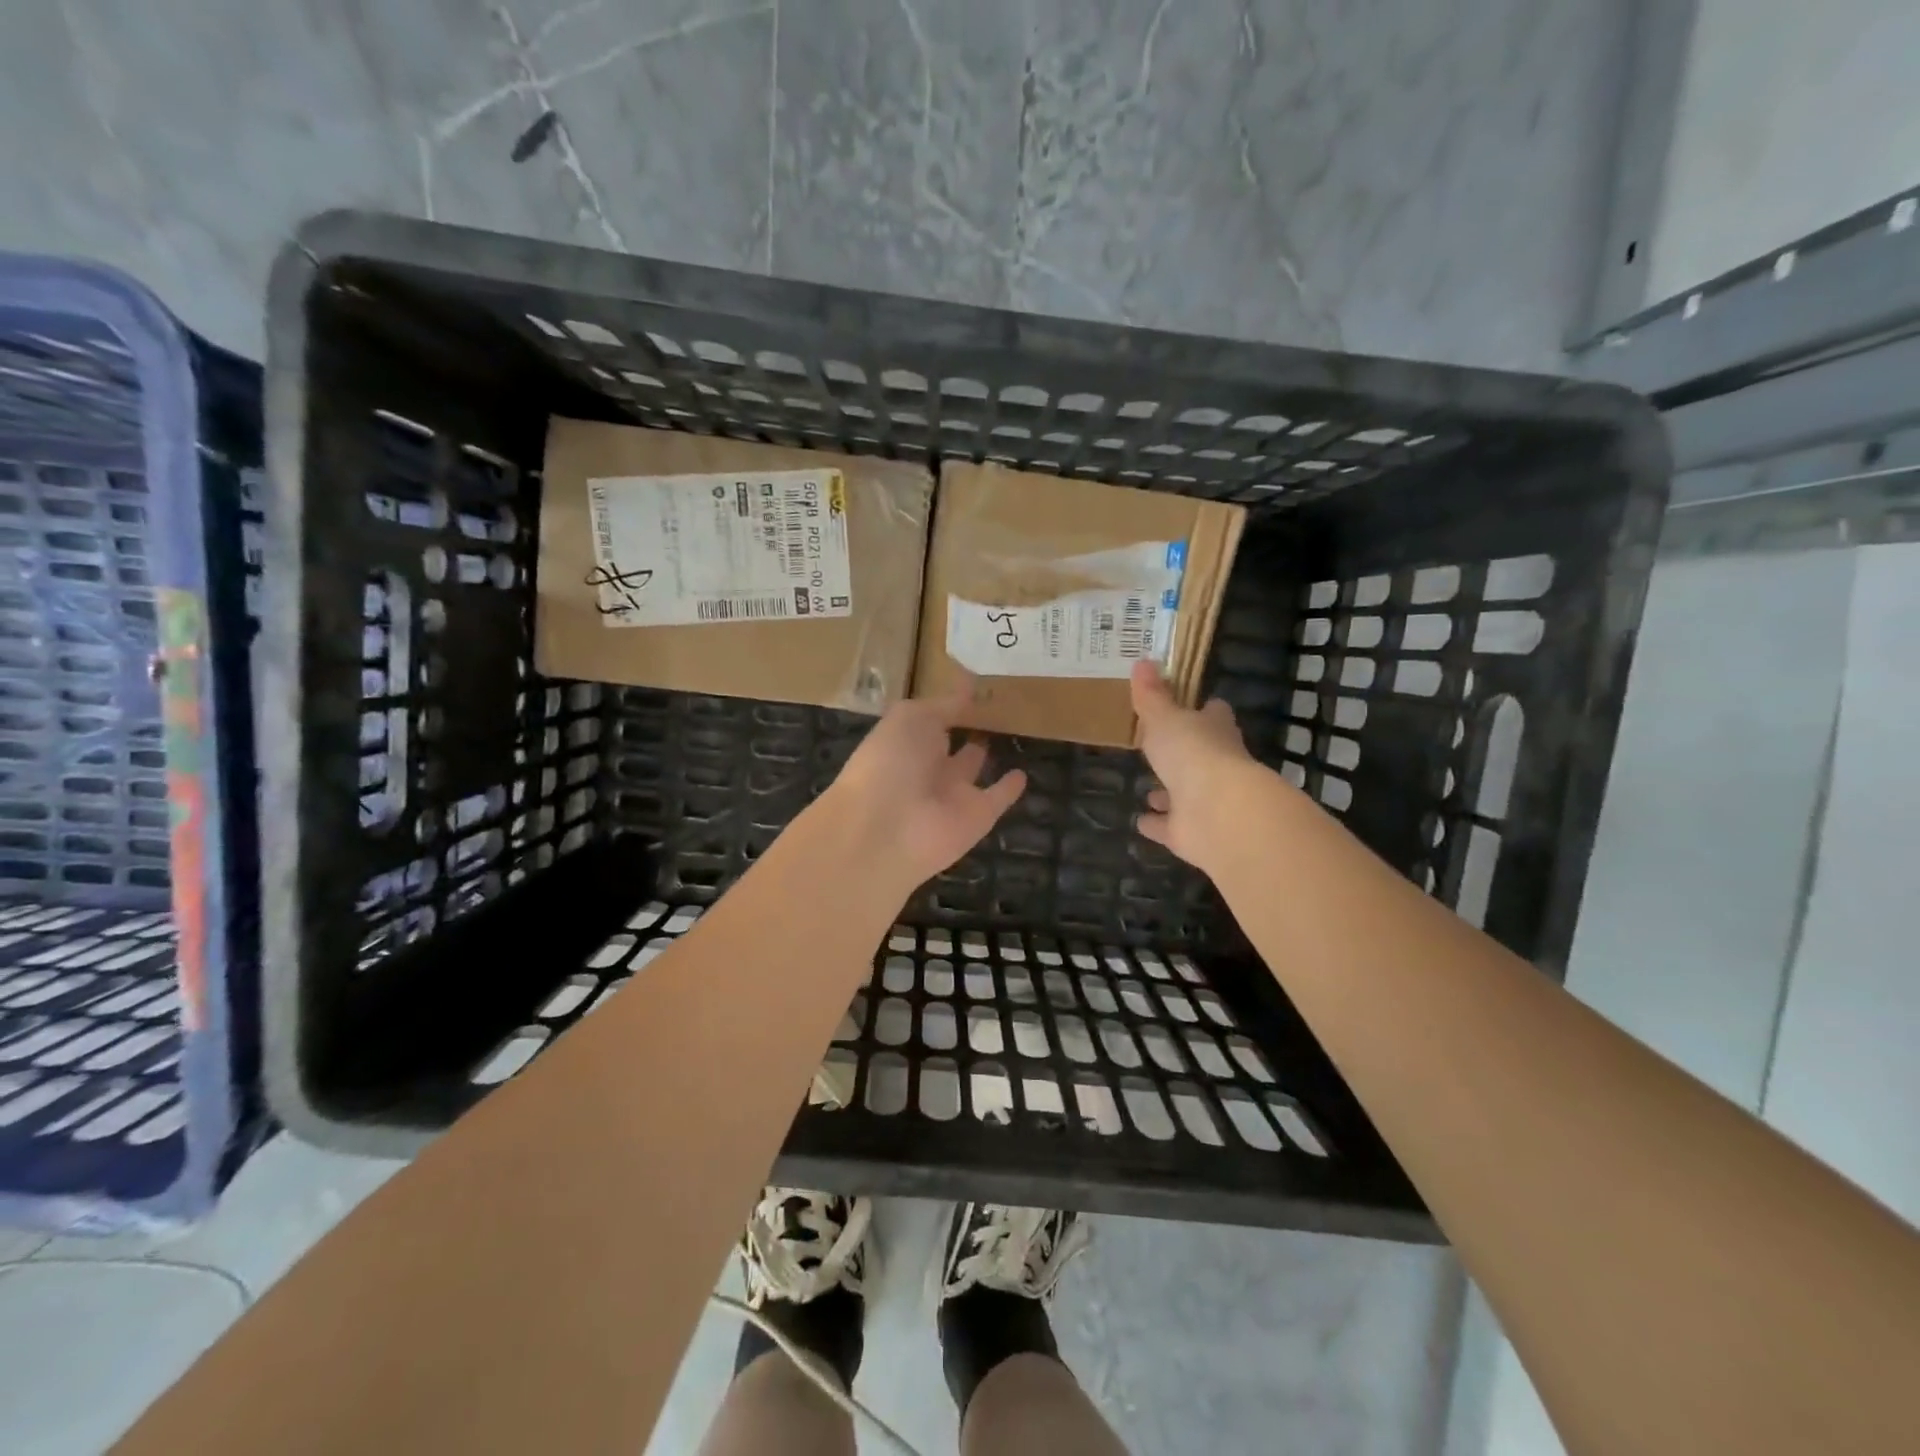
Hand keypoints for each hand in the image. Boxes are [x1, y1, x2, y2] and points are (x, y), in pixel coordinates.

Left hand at [821, 681, 1027, 895]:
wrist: (886, 830)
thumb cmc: (890, 761)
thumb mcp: (912, 718)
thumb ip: (944, 704)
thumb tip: (970, 683)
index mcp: (904, 739)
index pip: (929, 718)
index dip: (948, 703)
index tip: (974, 683)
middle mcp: (926, 766)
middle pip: (947, 744)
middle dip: (963, 727)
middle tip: (994, 706)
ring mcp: (951, 794)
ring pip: (970, 770)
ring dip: (983, 755)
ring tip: (1010, 731)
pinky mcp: (977, 817)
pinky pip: (996, 799)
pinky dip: (1009, 789)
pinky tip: (1023, 774)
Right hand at [1131, 660, 1261, 872]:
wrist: (1217, 812)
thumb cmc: (1193, 753)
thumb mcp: (1165, 717)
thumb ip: (1152, 696)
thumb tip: (1143, 660)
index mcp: (1215, 732)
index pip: (1214, 715)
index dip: (1204, 710)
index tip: (1191, 705)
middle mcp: (1217, 765)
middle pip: (1201, 755)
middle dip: (1183, 754)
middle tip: (1159, 749)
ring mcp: (1206, 802)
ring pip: (1186, 794)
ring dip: (1169, 792)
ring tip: (1149, 791)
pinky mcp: (1192, 832)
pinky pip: (1171, 827)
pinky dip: (1158, 824)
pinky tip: (1142, 821)